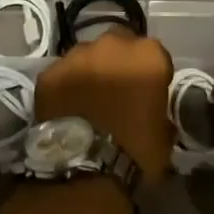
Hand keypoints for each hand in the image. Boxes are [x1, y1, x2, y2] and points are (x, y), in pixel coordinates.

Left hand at [33, 30, 175, 186]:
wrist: (85, 168)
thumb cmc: (135, 151)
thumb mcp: (165, 134)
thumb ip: (161, 112)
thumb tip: (154, 112)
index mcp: (148, 56)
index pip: (155, 55)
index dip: (151, 73)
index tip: (147, 91)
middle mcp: (112, 44)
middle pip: (119, 45)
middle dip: (119, 61)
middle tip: (117, 89)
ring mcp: (77, 55)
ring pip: (87, 55)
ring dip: (91, 69)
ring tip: (89, 98)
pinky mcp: (49, 71)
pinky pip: (62, 72)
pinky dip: (66, 84)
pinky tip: (67, 105)